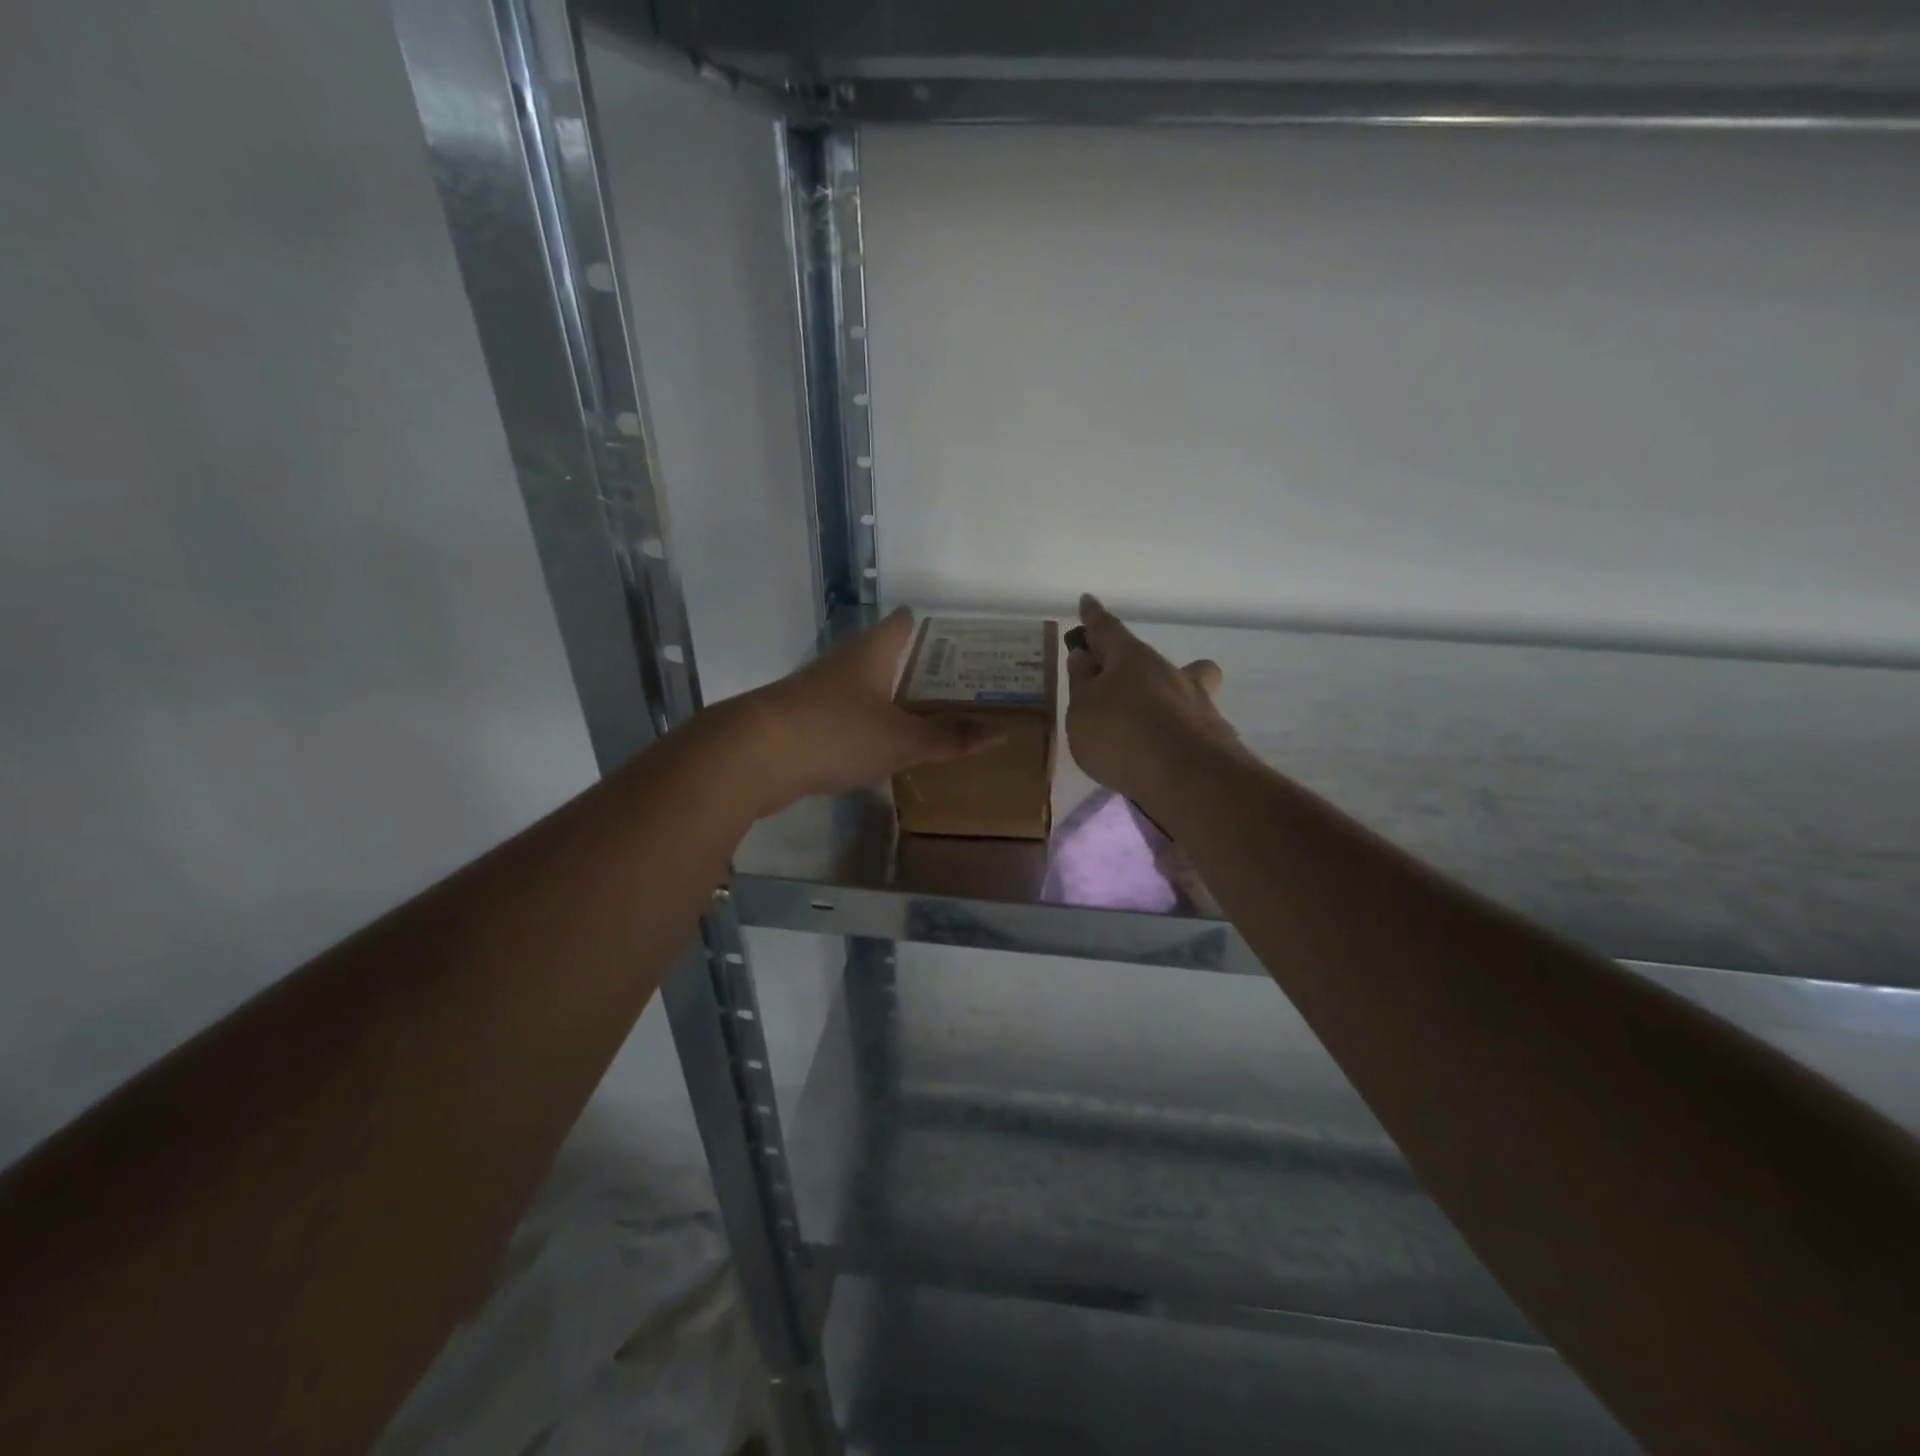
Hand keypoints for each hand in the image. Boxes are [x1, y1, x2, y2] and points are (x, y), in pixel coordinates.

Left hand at [728, 608, 1001, 815]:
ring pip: (865, 685)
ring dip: (893, 696)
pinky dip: (868, 722)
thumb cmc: (836, 733)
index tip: (962, 638)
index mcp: (872, 652)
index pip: (905, 622)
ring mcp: (819, 690)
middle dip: (919, 666)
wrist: (752, 756)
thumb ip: (949, 737)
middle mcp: (845, 662)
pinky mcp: (802, 719)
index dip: (933, 626)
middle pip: (887, 653)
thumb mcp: (901, 740)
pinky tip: (883, 744)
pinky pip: (846, 714)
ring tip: (928, 714)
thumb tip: (1001, 733)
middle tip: (960, 683)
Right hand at [1064, 594, 1238, 813]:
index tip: (1088, 602)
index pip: (1107, 629)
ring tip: (1146, 725)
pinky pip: (1190, 723)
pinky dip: (1176, 731)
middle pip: (1151, 659)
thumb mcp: (1082, 710)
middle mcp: (1168, 671)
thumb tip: (1085, 657)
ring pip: (1185, 686)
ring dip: (1166, 696)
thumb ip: (1082, 683)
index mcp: (1131, 658)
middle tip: (1118, 679)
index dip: (1094, 618)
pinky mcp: (1213, 735)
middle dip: (1136, 663)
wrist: (1187, 778)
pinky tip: (1162, 754)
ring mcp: (1196, 702)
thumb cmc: (1121, 735)